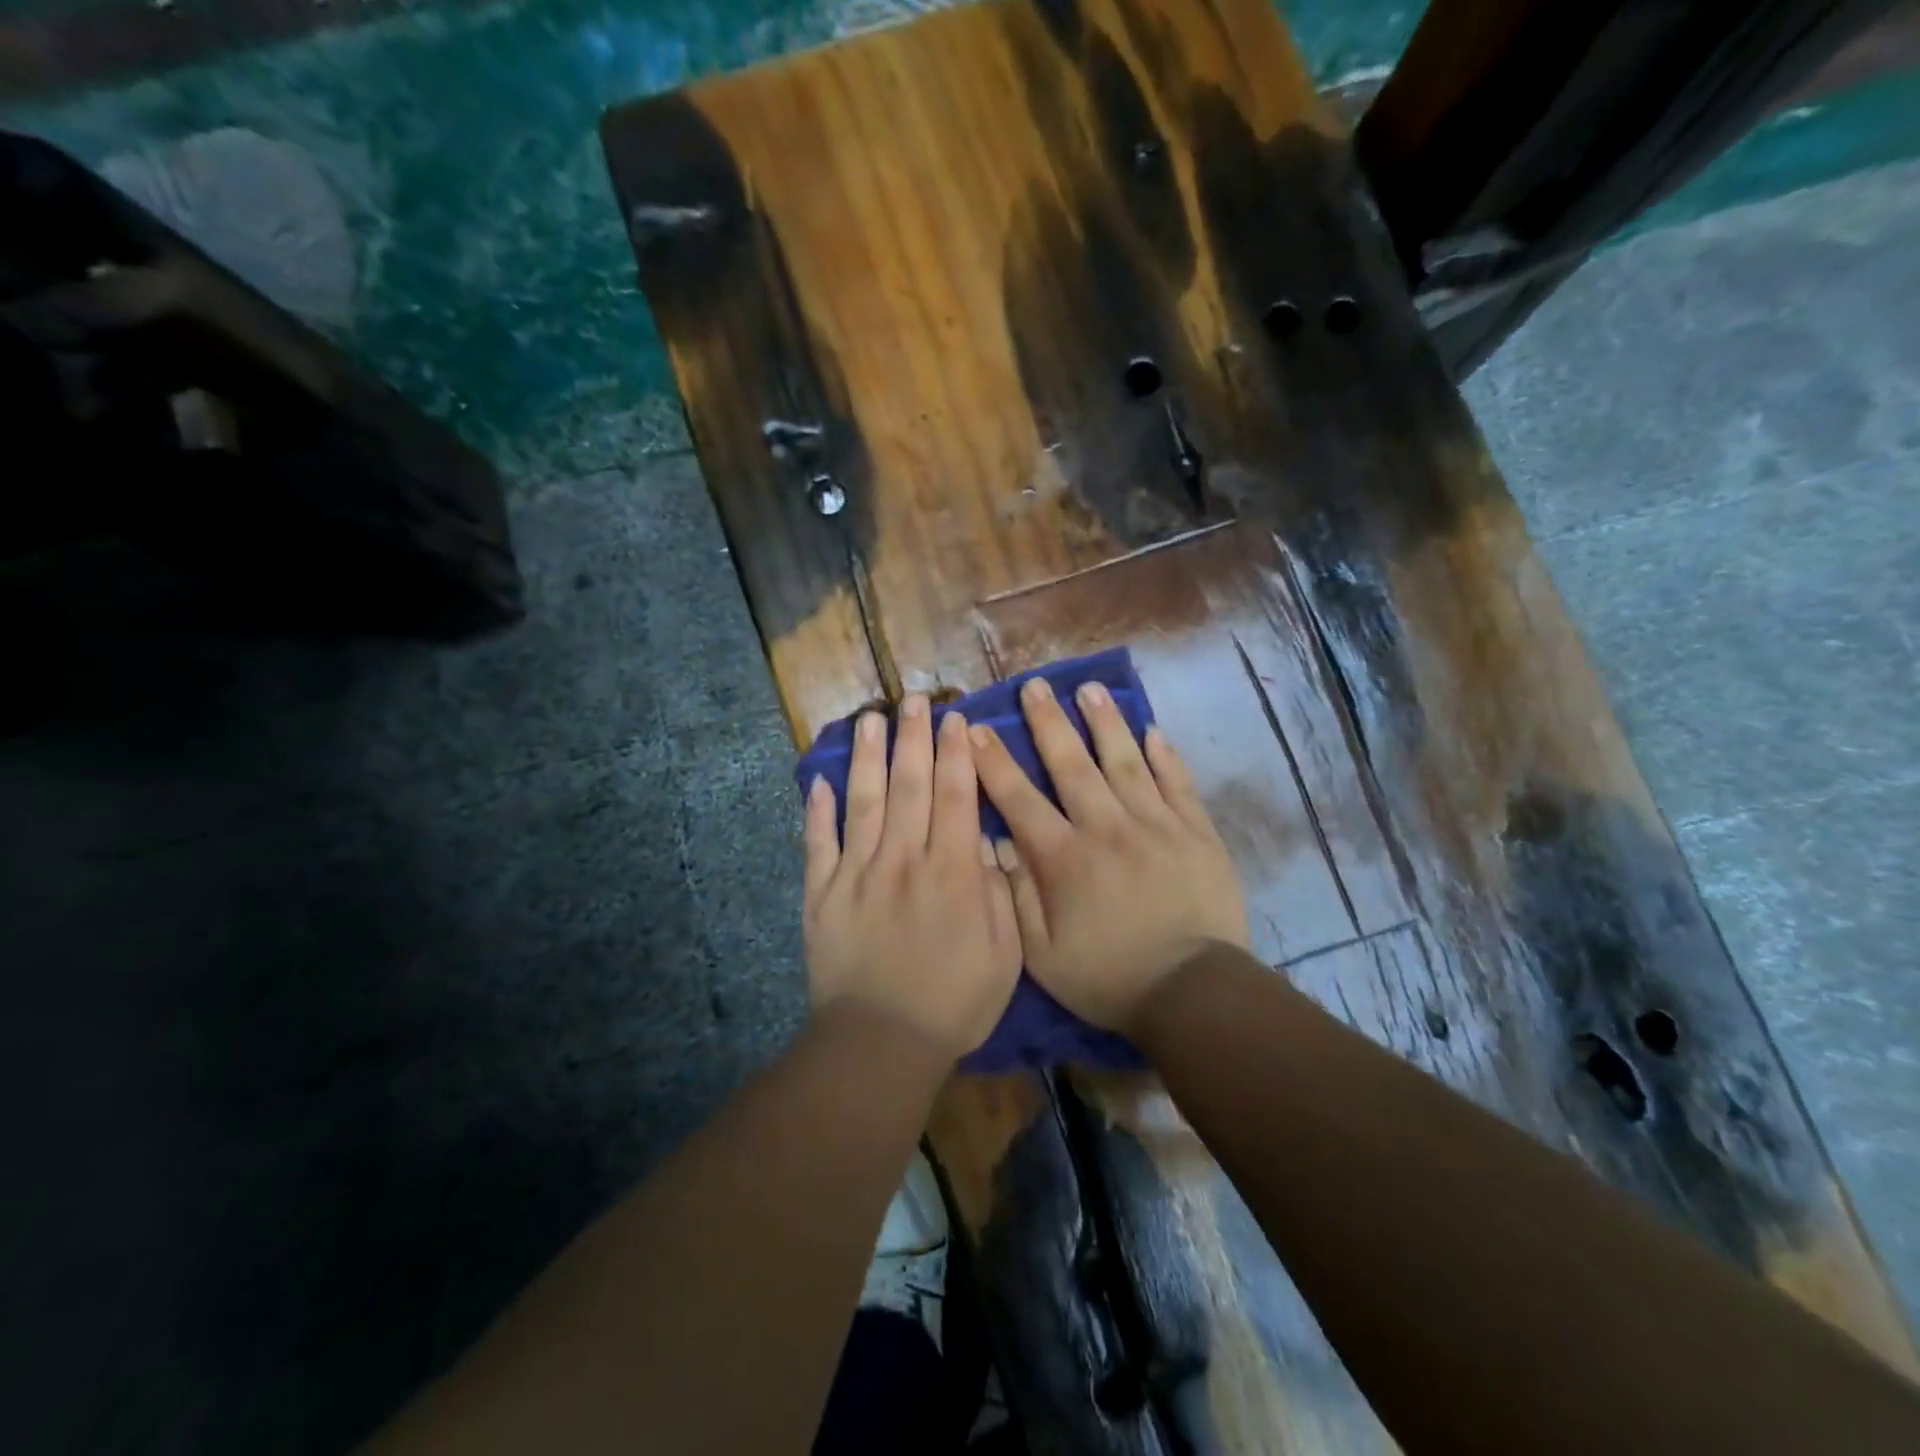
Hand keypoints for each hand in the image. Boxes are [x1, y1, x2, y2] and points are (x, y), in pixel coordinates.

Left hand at [803, 695, 1022, 1060]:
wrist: (880, 1042)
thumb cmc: (953, 1002)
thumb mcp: (1003, 954)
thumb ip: (997, 892)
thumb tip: (986, 843)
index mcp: (950, 871)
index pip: (955, 796)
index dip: (955, 753)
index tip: (954, 719)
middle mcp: (901, 859)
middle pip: (909, 785)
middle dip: (913, 738)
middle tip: (913, 699)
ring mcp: (855, 873)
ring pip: (862, 801)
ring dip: (866, 757)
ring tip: (869, 720)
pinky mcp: (821, 894)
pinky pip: (818, 843)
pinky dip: (817, 811)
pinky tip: (818, 781)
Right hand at [971, 676, 1248, 1033]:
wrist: (1193, 993)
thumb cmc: (1108, 977)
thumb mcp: (1043, 955)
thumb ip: (1017, 896)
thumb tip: (999, 844)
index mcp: (1065, 858)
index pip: (1020, 798)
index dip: (995, 762)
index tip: (978, 728)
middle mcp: (1107, 828)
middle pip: (1072, 764)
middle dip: (1049, 722)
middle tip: (1035, 686)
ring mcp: (1156, 825)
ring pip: (1125, 761)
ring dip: (1105, 722)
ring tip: (1090, 688)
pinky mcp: (1195, 832)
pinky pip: (1177, 782)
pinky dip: (1164, 755)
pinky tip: (1153, 730)